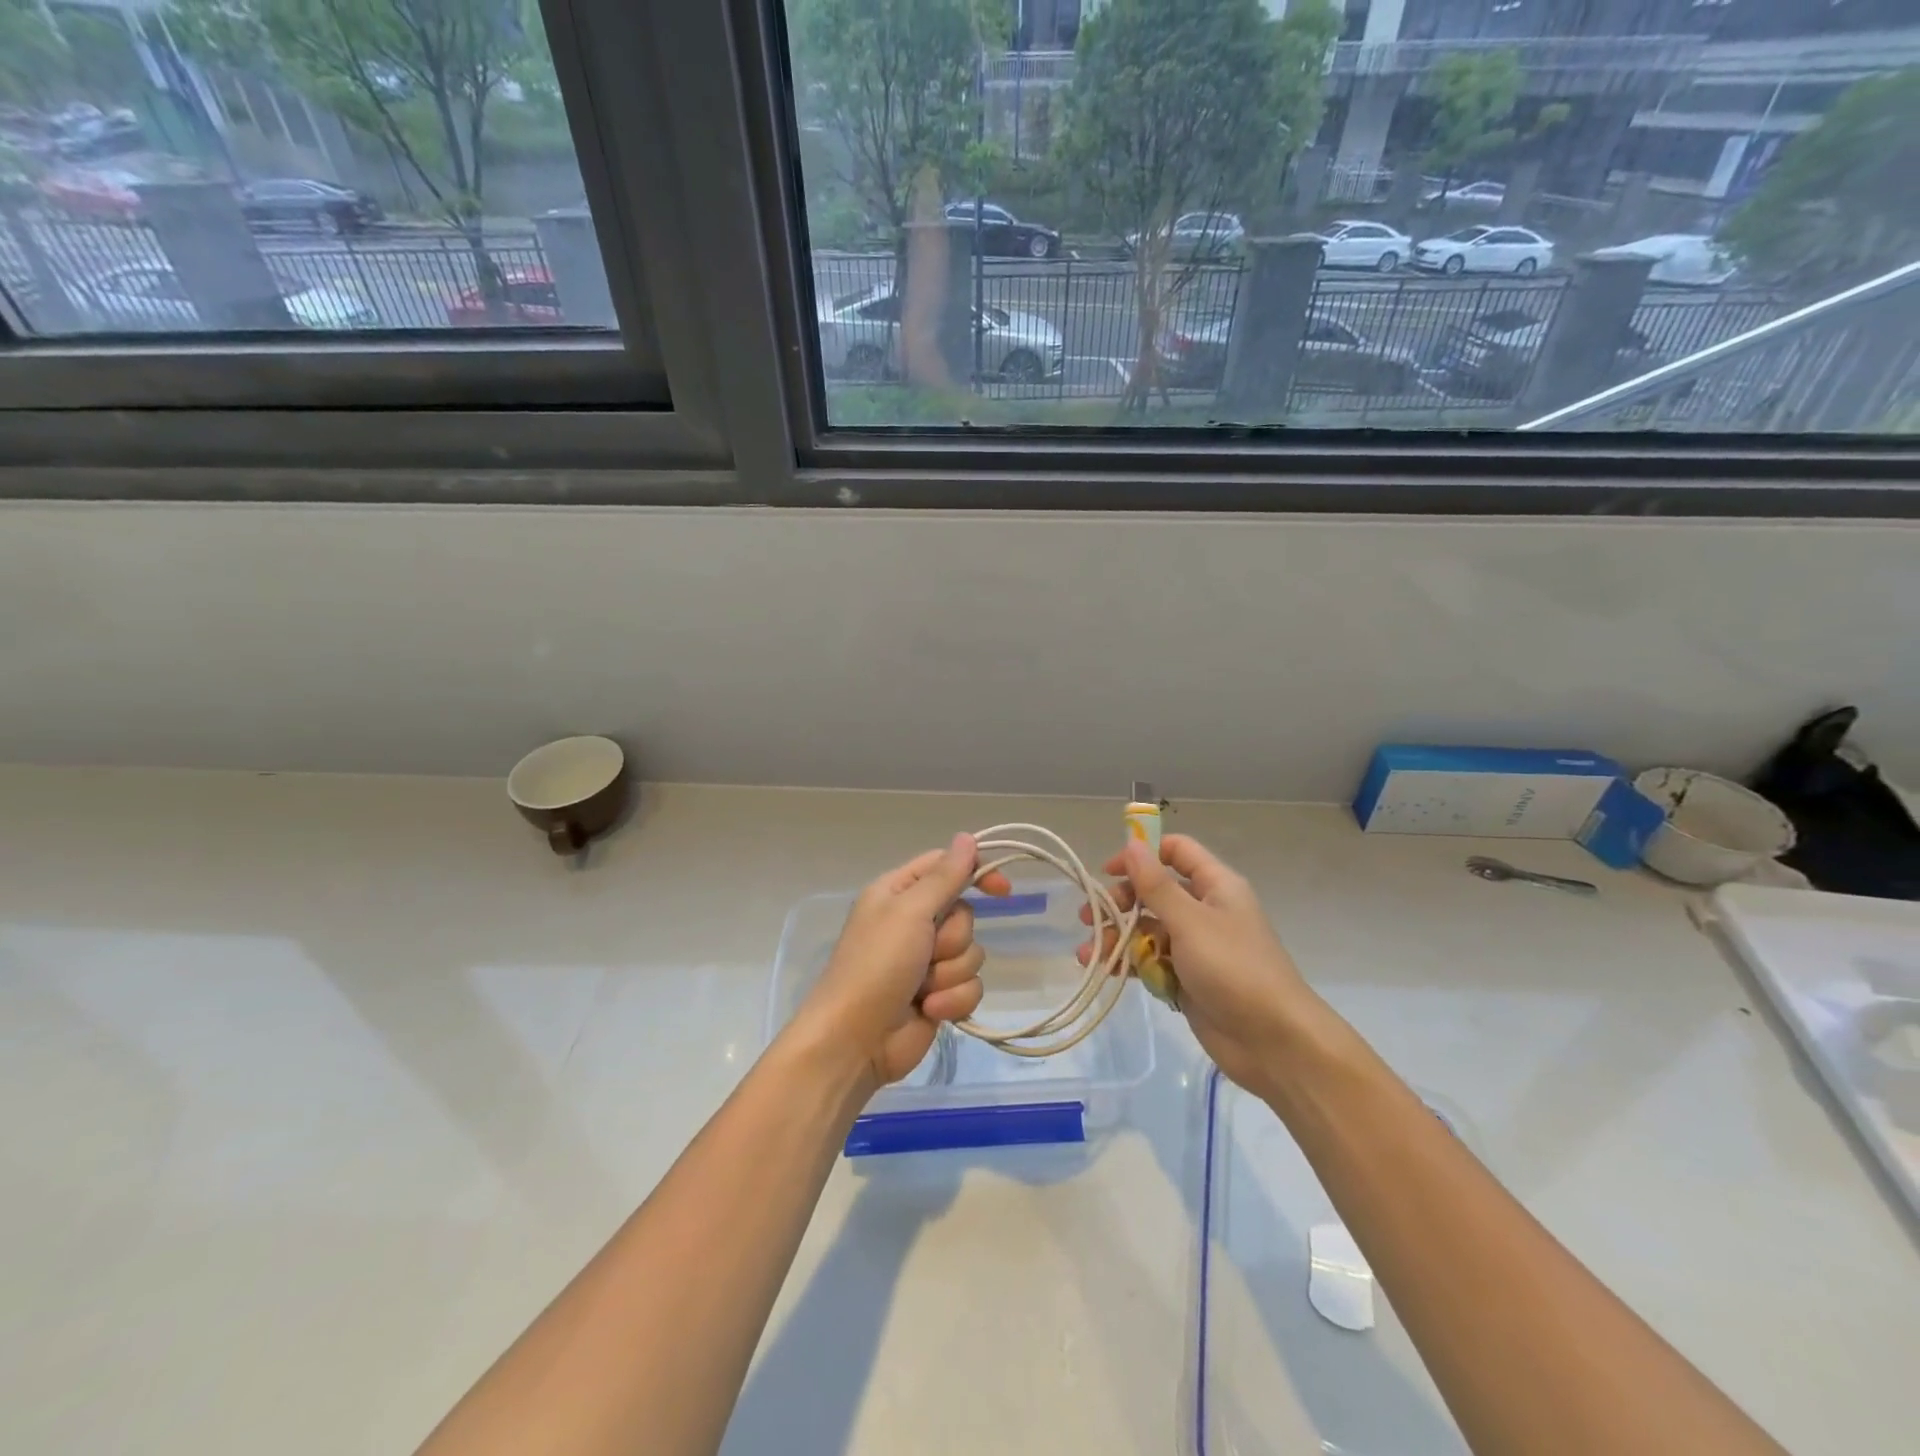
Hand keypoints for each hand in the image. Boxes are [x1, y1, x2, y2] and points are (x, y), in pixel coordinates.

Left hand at [794, 833, 1012, 1091]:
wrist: (855, 1042)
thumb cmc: (876, 966)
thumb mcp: (910, 912)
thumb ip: (944, 877)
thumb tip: (967, 837)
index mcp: (898, 892)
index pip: (946, 866)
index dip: (976, 873)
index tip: (1002, 889)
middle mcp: (913, 922)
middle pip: (964, 915)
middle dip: (952, 939)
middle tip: (927, 952)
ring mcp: (926, 962)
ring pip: (972, 953)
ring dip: (950, 974)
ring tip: (922, 989)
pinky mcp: (939, 995)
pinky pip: (970, 986)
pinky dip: (952, 1000)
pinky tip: (928, 1011)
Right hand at [1082, 834, 1323, 1094]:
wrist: (1274, 1042)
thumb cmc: (1234, 969)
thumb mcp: (1190, 921)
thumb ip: (1156, 885)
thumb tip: (1132, 843)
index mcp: (1215, 886)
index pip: (1176, 851)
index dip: (1142, 854)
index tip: (1108, 870)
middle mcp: (1205, 910)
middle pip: (1155, 891)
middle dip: (1120, 900)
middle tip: (1091, 916)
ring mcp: (1195, 947)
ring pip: (1147, 929)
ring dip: (1117, 936)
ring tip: (1089, 953)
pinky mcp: (1186, 978)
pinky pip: (1151, 961)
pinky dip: (1128, 962)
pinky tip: (1103, 969)